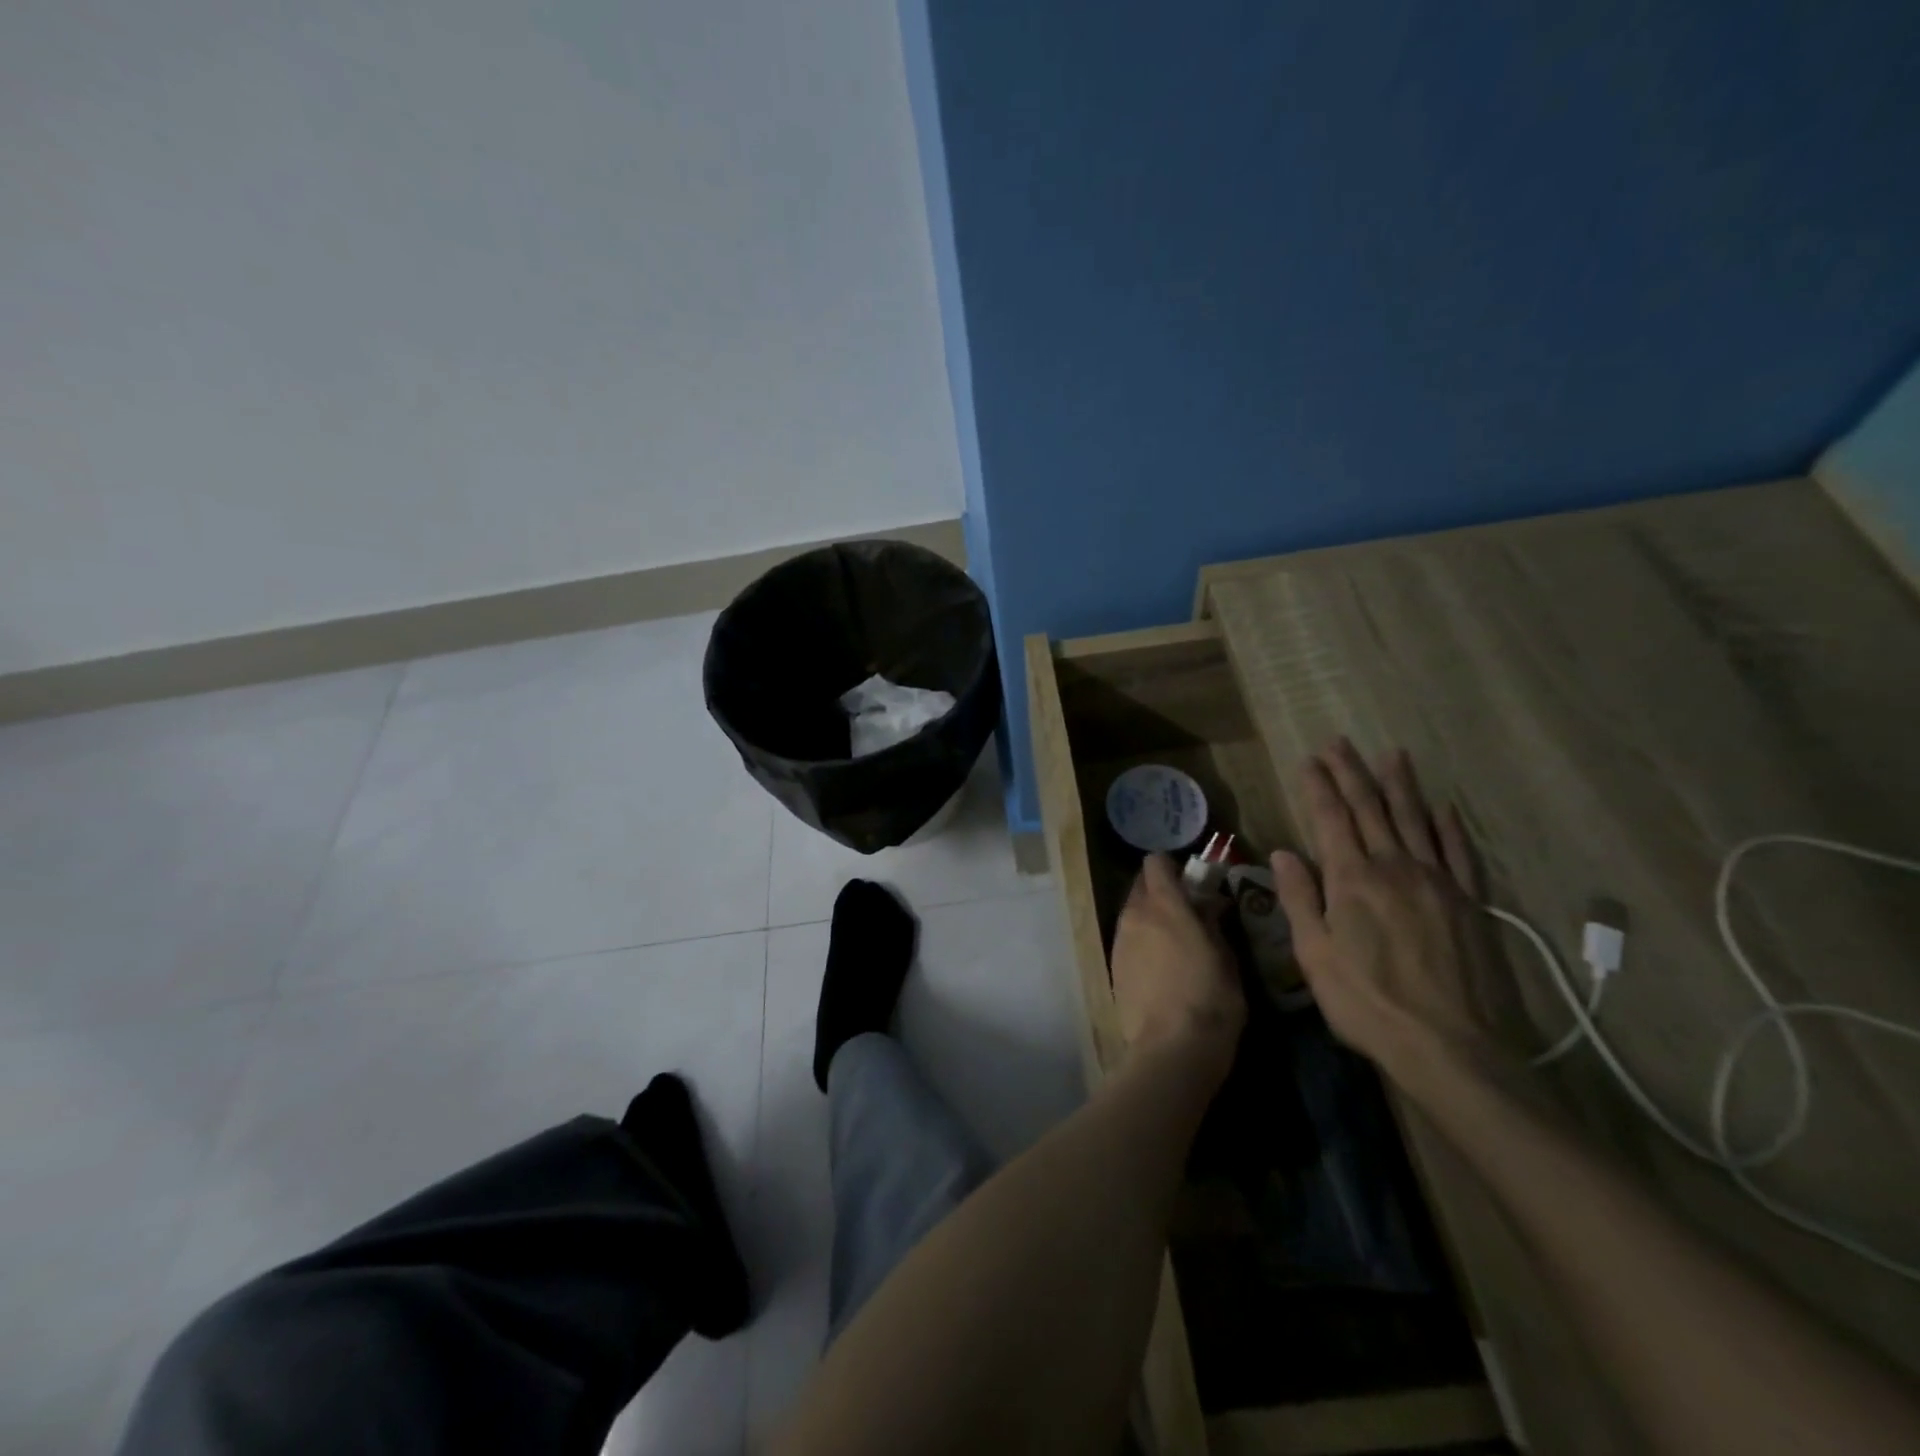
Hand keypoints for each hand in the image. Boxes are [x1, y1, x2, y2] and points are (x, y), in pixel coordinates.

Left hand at [1110, 854, 1245, 1076]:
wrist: (1171, 1049)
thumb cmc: (1210, 1000)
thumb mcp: (1226, 958)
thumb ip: (1213, 923)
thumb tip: (1209, 903)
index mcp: (1165, 906)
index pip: (1156, 863)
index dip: (1172, 867)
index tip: (1191, 881)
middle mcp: (1135, 915)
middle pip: (1140, 886)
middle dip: (1160, 890)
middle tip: (1185, 910)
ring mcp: (1120, 941)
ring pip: (1132, 912)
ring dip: (1149, 916)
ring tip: (1174, 940)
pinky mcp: (1113, 966)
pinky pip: (1127, 939)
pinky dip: (1141, 940)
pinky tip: (1159, 965)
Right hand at [1272, 740, 1521, 1091]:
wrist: (1449, 1046)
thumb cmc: (1367, 1003)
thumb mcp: (1314, 954)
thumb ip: (1299, 899)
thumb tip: (1283, 853)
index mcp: (1352, 879)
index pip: (1331, 819)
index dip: (1319, 787)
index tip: (1310, 760)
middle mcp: (1395, 868)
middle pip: (1371, 809)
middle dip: (1353, 773)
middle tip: (1340, 743)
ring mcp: (1437, 882)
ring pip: (1416, 820)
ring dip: (1401, 785)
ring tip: (1392, 755)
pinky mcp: (1469, 903)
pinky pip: (1459, 853)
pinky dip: (1449, 826)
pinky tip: (1443, 808)